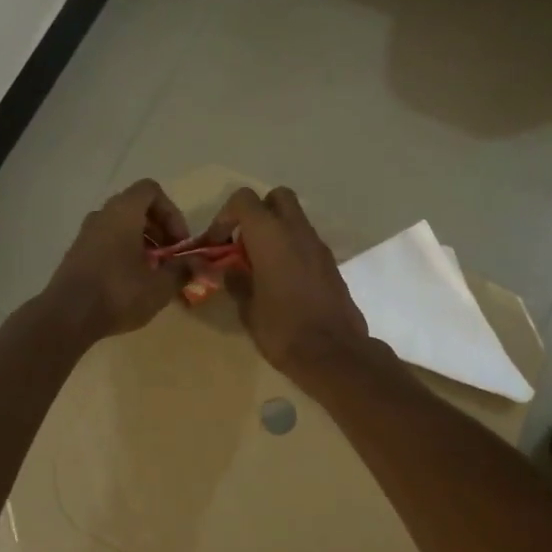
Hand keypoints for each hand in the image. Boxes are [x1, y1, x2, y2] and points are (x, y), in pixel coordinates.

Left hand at [44, 179, 193, 341]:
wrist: (67, 316)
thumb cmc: (118, 292)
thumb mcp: (160, 285)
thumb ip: (183, 270)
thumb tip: (199, 264)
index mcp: (123, 212)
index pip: (151, 190)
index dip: (171, 212)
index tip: (179, 241)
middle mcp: (102, 215)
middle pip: (137, 208)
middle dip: (160, 229)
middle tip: (171, 257)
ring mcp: (86, 234)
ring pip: (121, 226)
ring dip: (143, 242)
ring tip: (153, 272)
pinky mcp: (77, 253)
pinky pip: (107, 241)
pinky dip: (124, 252)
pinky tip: (132, 282)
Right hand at [205, 187, 370, 383]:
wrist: (334, 353)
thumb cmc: (282, 329)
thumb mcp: (247, 308)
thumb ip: (235, 281)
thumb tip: (227, 270)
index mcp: (270, 235)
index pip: (244, 199)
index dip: (226, 216)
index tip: (218, 243)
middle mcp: (297, 231)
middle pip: (277, 198)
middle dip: (257, 213)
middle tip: (244, 244)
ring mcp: (318, 245)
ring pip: (295, 219)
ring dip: (276, 232)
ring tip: (260, 266)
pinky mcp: (331, 263)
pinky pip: (306, 242)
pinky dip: (292, 249)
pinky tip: (282, 280)